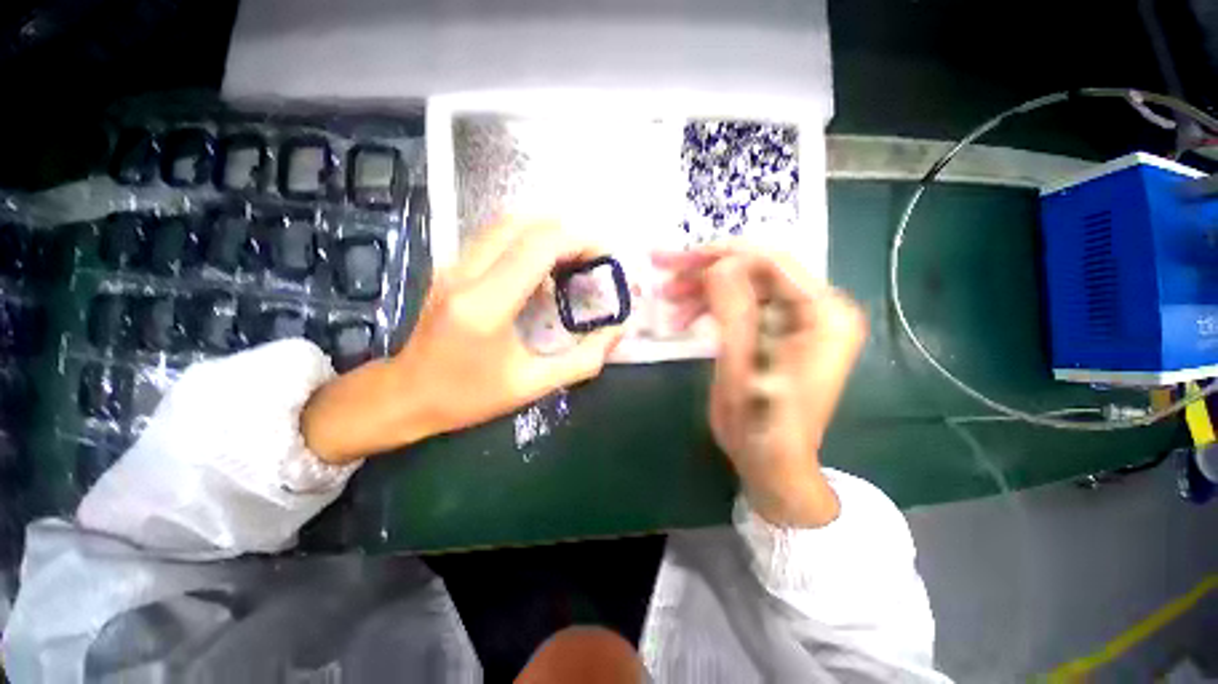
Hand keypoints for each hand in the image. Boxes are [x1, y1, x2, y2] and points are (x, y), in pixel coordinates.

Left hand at [302, 219, 623, 463]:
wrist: (405, 395)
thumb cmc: (469, 397)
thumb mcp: (533, 386)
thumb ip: (583, 360)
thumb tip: (617, 329)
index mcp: (487, 305)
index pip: (539, 245)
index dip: (580, 241)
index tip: (604, 258)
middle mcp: (465, 273)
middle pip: (524, 223)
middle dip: (567, 234)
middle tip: (591, 259)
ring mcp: (453, 265)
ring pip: (506, 224)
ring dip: (547, 235)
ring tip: (572, 262)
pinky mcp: (450, 267)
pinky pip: (495, 238)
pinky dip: (527, 243)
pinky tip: (542, 271)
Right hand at [655, 245, 866, 527]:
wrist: (769, 461)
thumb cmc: (761, 420)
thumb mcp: (744, 364)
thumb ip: (735, 308)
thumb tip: (718, 263)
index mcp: (824, 313)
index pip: (772, 262)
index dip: (723, 254)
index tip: (679, 257)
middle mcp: (816, 309)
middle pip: (755, 271)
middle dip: (706, 269)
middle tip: (664, 268)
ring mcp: (795, 321)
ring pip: (743, 286)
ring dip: (703, 289)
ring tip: (667, 297)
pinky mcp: (774, 333)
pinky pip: (740, 306)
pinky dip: (709, 307)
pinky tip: (683, 317)